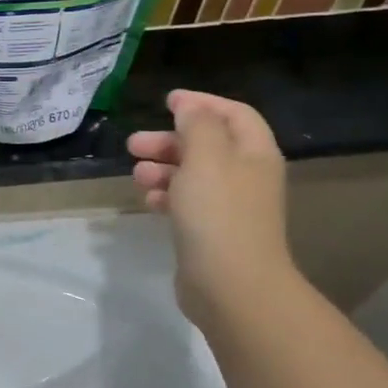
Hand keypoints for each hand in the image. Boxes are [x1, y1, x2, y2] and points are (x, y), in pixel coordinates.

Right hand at [128, 90, 295, 326]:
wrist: (231, 285)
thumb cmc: (218, 213)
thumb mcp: (205, 157)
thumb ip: (197, 125)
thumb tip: (190, 107)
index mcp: (254, 154)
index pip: (234, 114)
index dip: (202, 103)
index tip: (167, 101)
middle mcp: (247, 177)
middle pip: (208, 145)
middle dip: (170, 140)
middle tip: (134, 145)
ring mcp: (230, 207)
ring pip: (193, 175)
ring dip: (163, 169)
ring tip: (137, 176)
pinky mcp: (212, 233)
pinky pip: (187, 204)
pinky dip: (166, 197)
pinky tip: (148, 202)